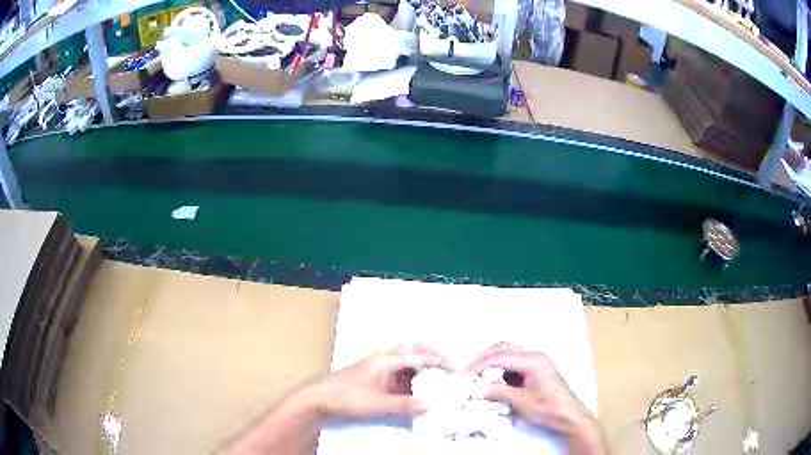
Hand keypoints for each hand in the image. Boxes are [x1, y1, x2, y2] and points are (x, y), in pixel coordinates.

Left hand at [304, 343, 451, 419]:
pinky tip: (417, 383)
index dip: (438, 362)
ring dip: (422, 360)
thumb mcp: (379, 404)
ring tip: (438, 371)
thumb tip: (430, 405)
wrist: (322, 398)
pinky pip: (398, 368)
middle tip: (449, 360)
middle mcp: (384, 358)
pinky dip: (411, 371)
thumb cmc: (349, 397)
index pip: (418, 356)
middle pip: (412, 346)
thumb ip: (405, 404)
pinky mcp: (375, 374)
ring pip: (405, 356)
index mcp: (386, 360)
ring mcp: (378, 365)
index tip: (455, 369)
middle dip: (432, 350)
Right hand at [465, 343, 608, 454]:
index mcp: (532, 361)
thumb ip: (500, 393)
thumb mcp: (522, 403)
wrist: (569, 416)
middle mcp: (534, 356)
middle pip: (504, 348)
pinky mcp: (536, 370)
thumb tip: (478, 389)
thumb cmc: (548, 409)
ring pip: (509, 354)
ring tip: (478, 376)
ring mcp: (536, 362)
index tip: (465, 373)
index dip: (480, 363)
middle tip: (468, 370)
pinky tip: (495, 382)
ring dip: (492, 363)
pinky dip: (501, 369)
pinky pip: (514, 363)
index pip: (501, 356)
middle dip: (484, 357)